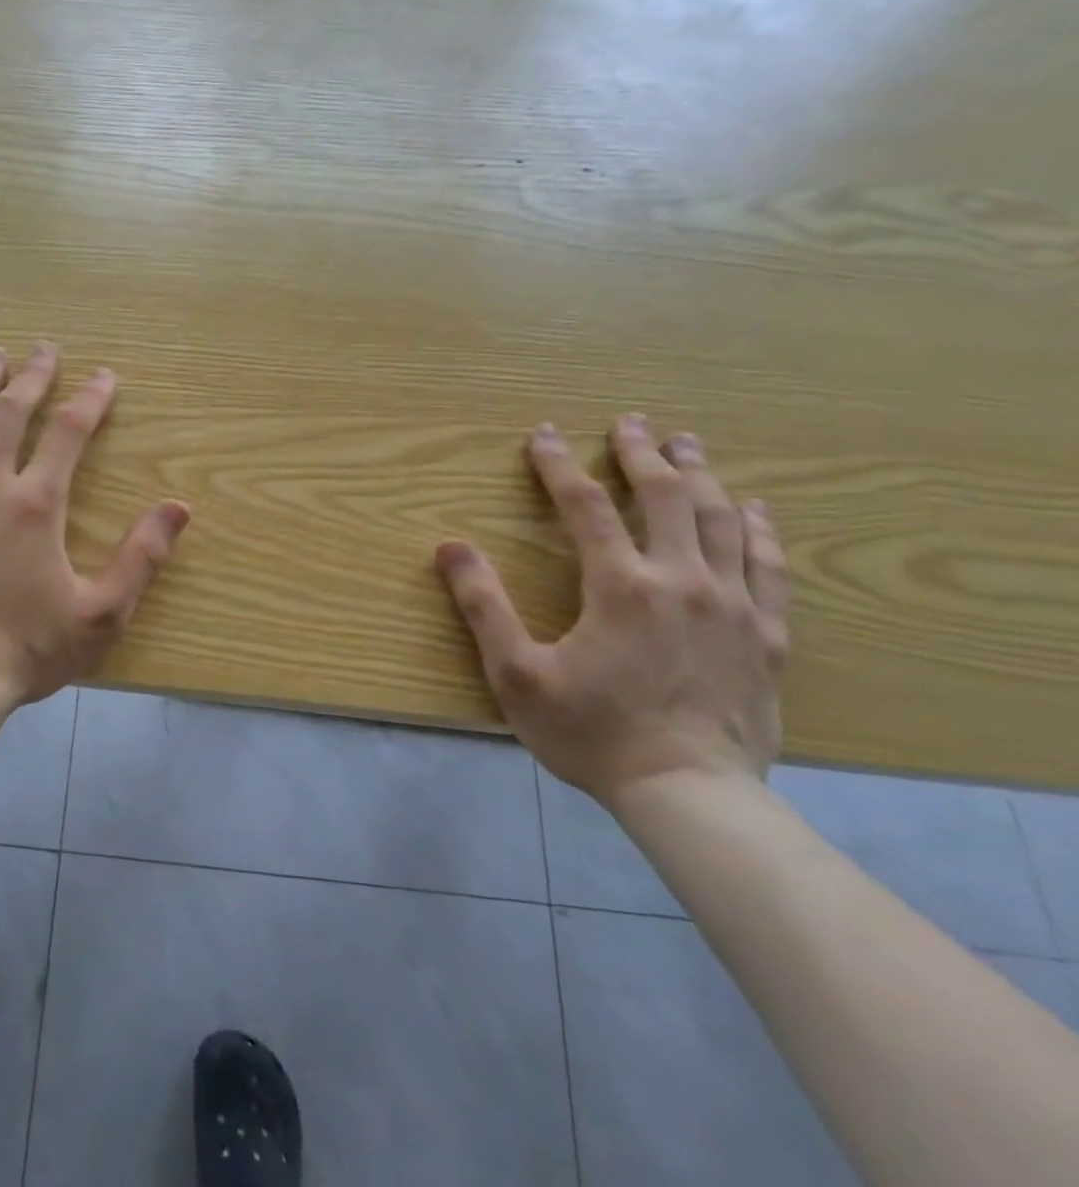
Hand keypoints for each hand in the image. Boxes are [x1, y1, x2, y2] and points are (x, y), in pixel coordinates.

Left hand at [0, 343, 190, 710]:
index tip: (105, 377)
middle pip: (8, 413)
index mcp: (35, 505)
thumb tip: (179, 508)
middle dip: (31, 376)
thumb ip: (141, 557)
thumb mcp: (101, 614)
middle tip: (44, 349)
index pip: (68, 432)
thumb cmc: (26, 650)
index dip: (91, 399)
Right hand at [435, 415, 788, 808]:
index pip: (585, 505)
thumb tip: (449, 547)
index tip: (543, 434)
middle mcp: (682, 580)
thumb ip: (482, 606)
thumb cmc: (592, 734)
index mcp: (620, 586)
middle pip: (666, 497)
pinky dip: (760, 530)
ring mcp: (734, 606)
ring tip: (687, 445)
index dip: (558, 465)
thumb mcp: (516, 674)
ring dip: (701, 476)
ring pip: (722, 521)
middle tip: (630, 422)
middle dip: (643, 453)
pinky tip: (755, 509)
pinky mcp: (768, 636)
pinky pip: (769, 567)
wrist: (690, 797)